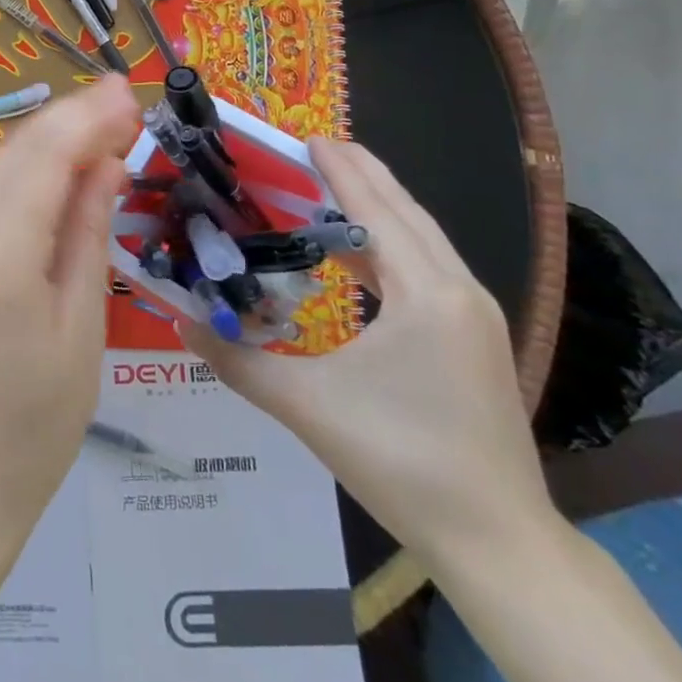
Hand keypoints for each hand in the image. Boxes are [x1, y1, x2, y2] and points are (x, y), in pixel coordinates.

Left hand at [0, 73, 140, 536]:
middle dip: (72, 115)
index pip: (46, 154)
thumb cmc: (34, 424)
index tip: (132, 90)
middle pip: (20, 148)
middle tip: (125, 98)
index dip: (88, 115)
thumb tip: (106, 164)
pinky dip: (32, 169)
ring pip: (3, 165)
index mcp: (1, 250)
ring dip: (51, 136)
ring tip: (103, 121)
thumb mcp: (80, 328)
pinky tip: (64, 168)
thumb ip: (88, 234)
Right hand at [180, 137, 554, 570]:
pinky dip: (389, 247)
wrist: (499, 544)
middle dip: (362, 175)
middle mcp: (458, 291)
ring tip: (330, 187)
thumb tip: (182, 323)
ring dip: (378, 208)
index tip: (308, 136)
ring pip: (422, 239)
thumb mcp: (309, 407)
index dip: (341, 170)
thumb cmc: (403, 462)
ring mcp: (474, 316)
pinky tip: (356, 256)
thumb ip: (240, 361)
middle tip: (314, 148)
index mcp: (426, 293)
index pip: (376, 210)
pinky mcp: (474, 340)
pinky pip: (427, 269)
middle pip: (406, 212)